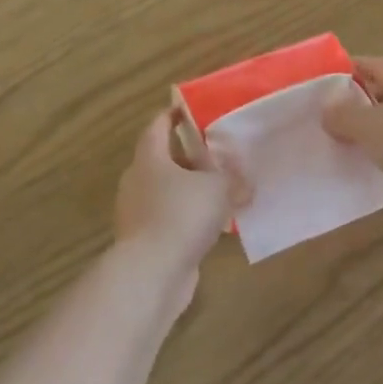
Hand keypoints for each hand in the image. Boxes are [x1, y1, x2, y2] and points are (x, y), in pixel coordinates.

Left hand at [114, 110, 248, 272]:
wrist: (151, 272)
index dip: (173, 116)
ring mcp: (138, 212)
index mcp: (149, 158)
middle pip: (164, 160)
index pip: (157, 126)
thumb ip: (232, 179)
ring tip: (223, 193)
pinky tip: (214, 227)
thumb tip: (244, 182)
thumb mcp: (217, 189)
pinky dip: (189, 219)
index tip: (189, 110)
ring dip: (192, 191)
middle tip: (219, 157)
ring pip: (168, 192)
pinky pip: (170, 219)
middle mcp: (137, 180)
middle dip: (190, 158)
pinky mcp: (145, 240)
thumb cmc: (181, 215)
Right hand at [322, 57, 382, 196]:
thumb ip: (341, 114)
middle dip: (359, 99)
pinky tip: (373, 159)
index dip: (350, 69)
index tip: (326, 81)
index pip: (375, 64)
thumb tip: (327, 110)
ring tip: (348, 138)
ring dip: (373, 125)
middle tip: (332, 112)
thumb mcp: (366, 126)